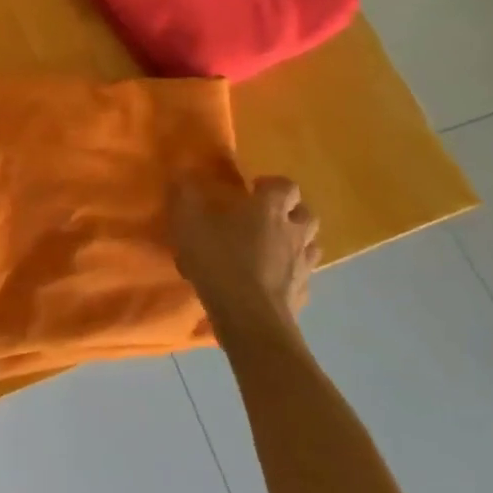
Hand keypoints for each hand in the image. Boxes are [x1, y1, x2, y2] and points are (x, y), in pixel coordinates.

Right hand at [169, 176, 319, 334]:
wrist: (250, 318)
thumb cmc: (220, 261)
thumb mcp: (190, 224)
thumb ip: (186, 196)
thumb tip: (181, 174)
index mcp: (270, 209)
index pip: (286, 186)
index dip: (273, 185)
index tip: (253, 190)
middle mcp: (294, 233)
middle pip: (306, 214)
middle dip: (290, 212)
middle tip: (266, 219)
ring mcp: (303, 266)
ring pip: (311, 245)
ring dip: (296, 243)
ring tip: (274, 250)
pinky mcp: (303, 295)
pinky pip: (303, 278)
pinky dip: (292, 276)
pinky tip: (272, 283)